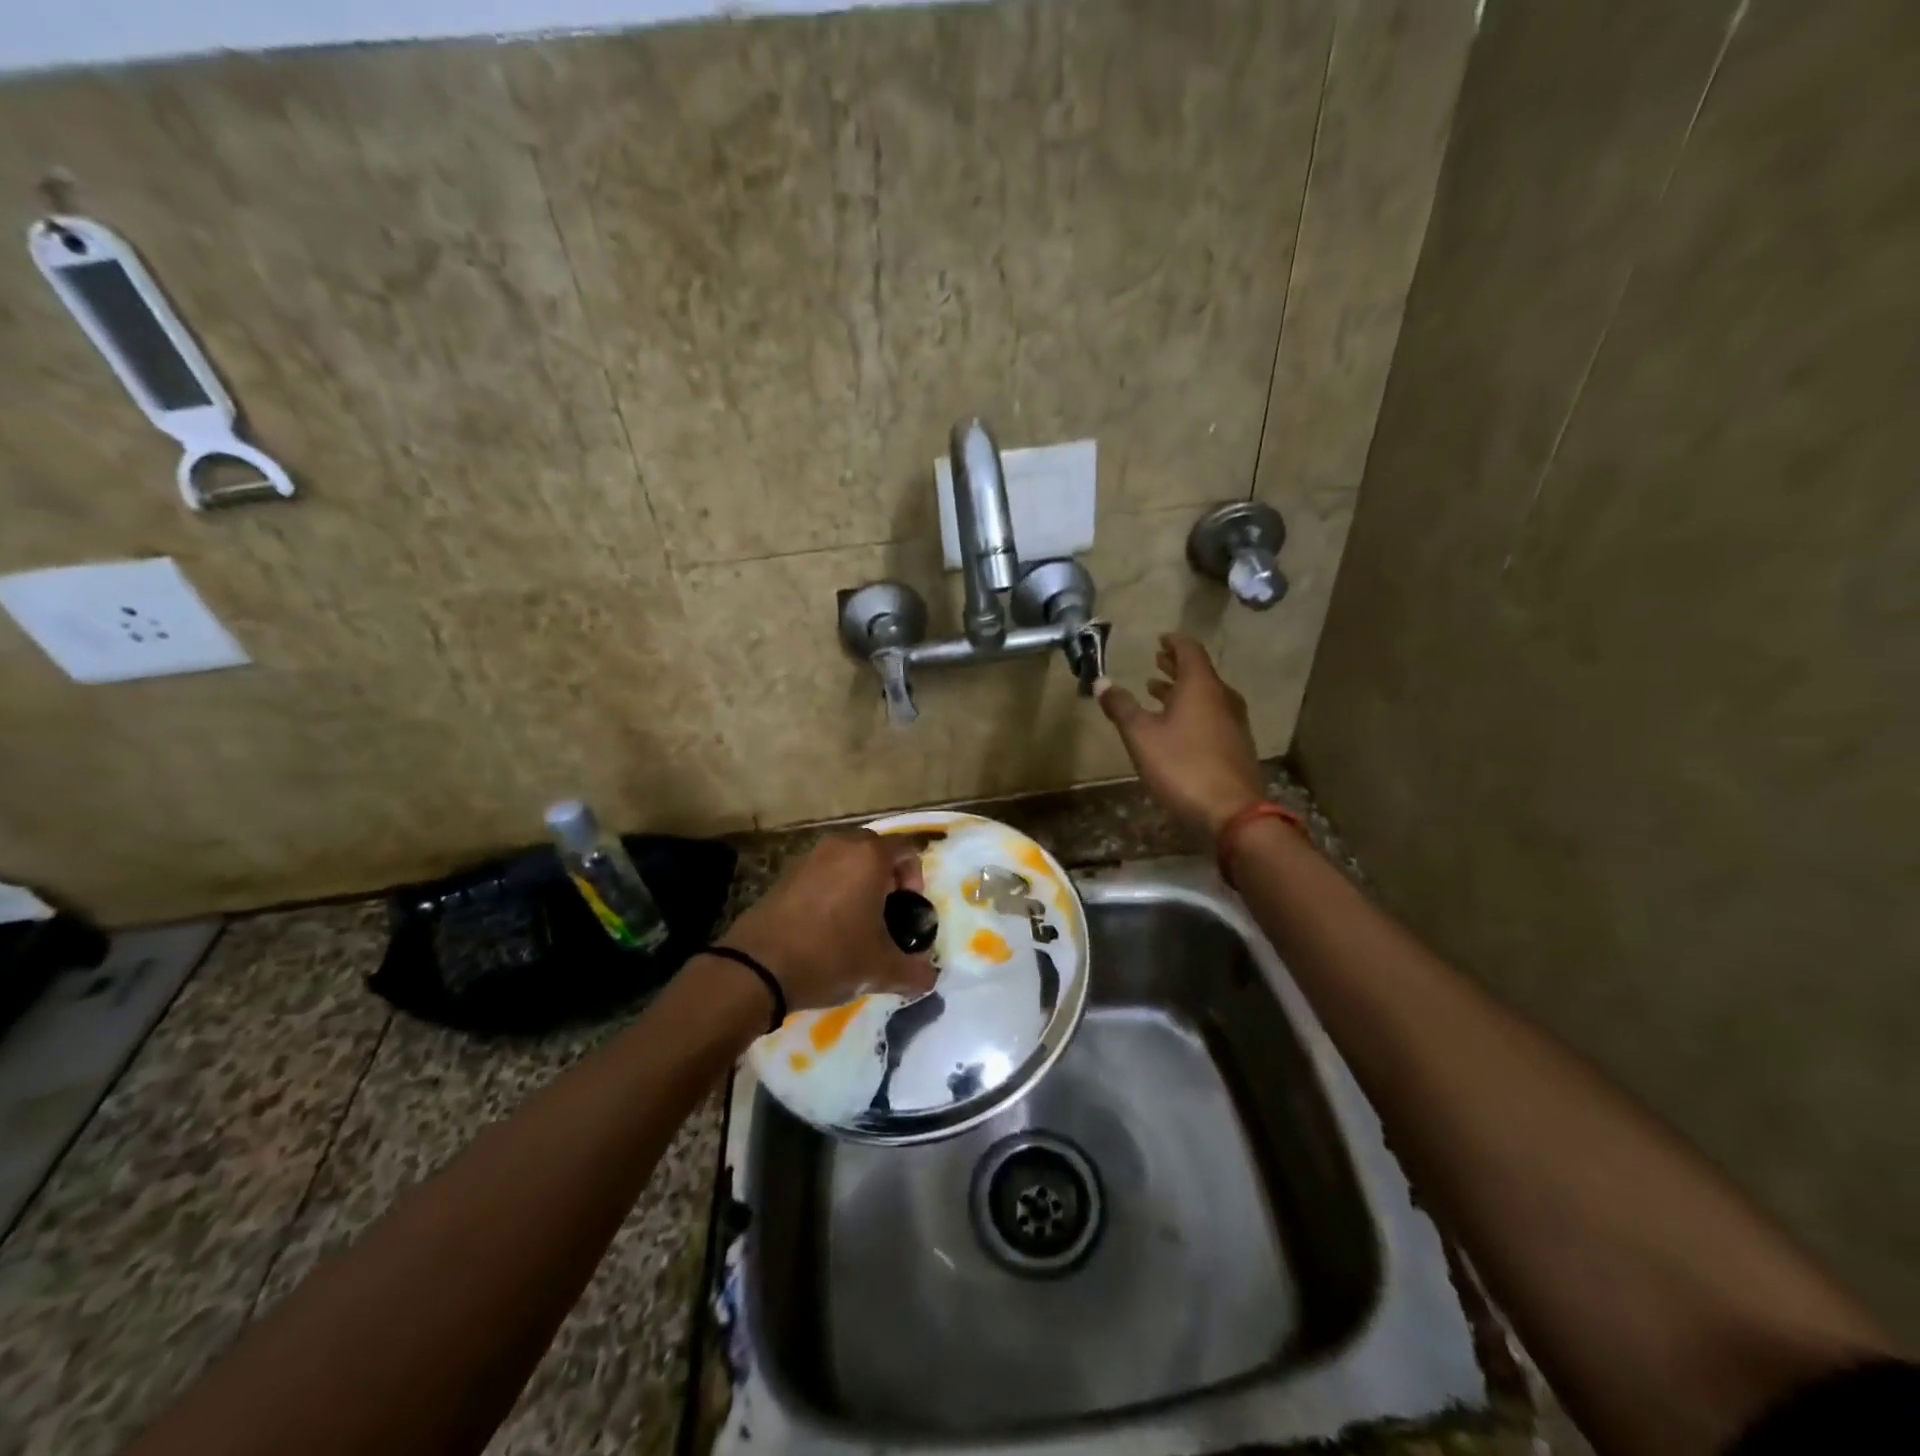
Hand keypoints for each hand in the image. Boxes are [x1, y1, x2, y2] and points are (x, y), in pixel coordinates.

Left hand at [719, 831, 938, 1011]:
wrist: (757, 967)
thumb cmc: (830, 956)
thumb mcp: (881, 970)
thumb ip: (915, 972)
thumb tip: (930, 977)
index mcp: (869, 856)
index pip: (907, 848)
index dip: (916, 877)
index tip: (908, 909)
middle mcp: (840, 846)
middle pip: (876, 850)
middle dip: (887, 877)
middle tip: (886, 913)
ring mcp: (809, 857)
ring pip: (846, 860)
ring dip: (858, 882)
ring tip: (856, 922)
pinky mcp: (785, 874)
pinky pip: (821, 872)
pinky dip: (832, 890)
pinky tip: (826, 927)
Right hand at [1097, 633, 1266, 840]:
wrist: (1232, 812)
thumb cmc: (1182, 766)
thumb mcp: (1141, 736)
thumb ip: (1121, 707)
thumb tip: (1101, 681)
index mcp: (1201, 687)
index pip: (1190, 651)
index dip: (1174, 642)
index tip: (1160, 639)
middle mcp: (1222, 698)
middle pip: (1200, 673)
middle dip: (1176, 666)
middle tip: (1157, 660)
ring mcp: (1233, 724)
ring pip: (1206, 697)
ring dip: (1182, 691)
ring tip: (1157, 691)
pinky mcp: (1236, 748)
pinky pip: (1211, 717)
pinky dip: (1192, 711)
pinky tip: (1177, 728)